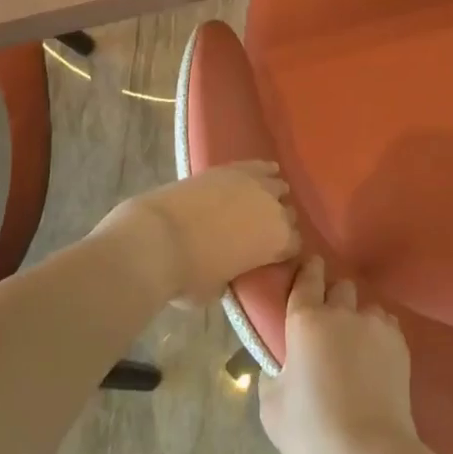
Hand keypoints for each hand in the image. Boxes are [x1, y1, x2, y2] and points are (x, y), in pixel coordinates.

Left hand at [100, 161, 300, 305]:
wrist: (157, 239)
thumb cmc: (189, 275)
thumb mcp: (219, 288)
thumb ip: (234, 274)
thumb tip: (229, 268)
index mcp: (279, 241)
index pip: (295, 244)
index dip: (283, 252)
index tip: (272, 257)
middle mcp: (274, 208)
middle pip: (288, 214)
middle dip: (278, 223)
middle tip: (260, 233)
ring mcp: (253, 183)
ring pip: (277, 185)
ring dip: (272, 195)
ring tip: (260, 203)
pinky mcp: (230, 168)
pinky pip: (258, 165)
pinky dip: (262, 170)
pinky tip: (263, 172)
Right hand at [259, 257, 418, 453]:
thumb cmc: (311, 432)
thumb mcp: (271, 405)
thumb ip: (274, 372)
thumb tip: (284, 363)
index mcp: (306, 319)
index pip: (307, 277)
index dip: (308, 271)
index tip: (308, 271)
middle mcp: (342, 312)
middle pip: (340, 287)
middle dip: (333, 297)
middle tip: (326, 323)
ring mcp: (375, 325)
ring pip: (365, 307)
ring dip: (357, 318)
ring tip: (355, 345)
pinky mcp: (400, 344)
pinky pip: (386, 326)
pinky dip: (378, 335)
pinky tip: (374, 360)